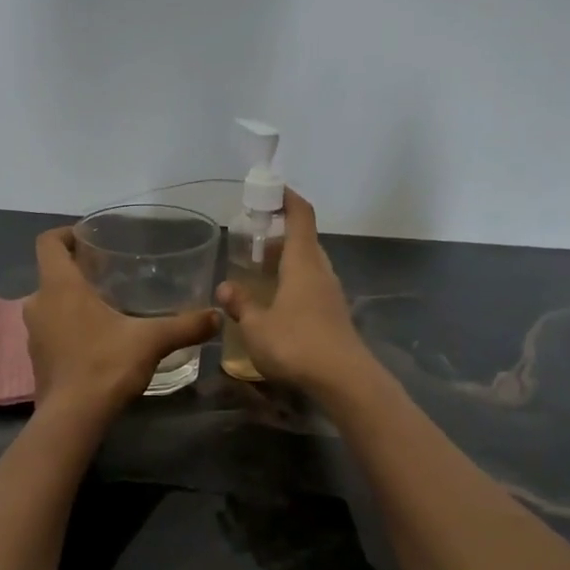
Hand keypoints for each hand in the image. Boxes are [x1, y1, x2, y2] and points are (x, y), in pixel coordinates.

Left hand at [23, 227, 218, 415]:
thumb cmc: (105, 365)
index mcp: (60, 286)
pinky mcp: (37, 358)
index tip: (89, 238)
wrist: (73, 418)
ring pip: (51, 304)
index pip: (48, 242)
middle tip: (109, 274)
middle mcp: (38, 303)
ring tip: (107, 306)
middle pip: (52, 273)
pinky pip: (52, 330)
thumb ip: (185, 325)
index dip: (65, 233)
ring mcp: (34, 333)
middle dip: (77, 270)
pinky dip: (69, 327)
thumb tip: (217, 315)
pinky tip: (97, 340)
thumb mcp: (151, 341)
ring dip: (72, 301)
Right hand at [215, 190, 372, 396]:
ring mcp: (331, 295)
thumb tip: (226, 287)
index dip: (287, 198)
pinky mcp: (335, 317)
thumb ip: (241, 305)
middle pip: (304, 241)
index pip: (300, 215)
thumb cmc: (296, 344)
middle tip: (254, 243)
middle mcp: (321, 271)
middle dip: (281, 236)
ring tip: (260, 275)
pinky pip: (312, 289)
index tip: (270, 190)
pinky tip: (277, 306)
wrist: (343, 380)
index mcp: (302, 262)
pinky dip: (294, 287)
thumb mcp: (256, 326)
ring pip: (309, 267)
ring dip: (288, 264)